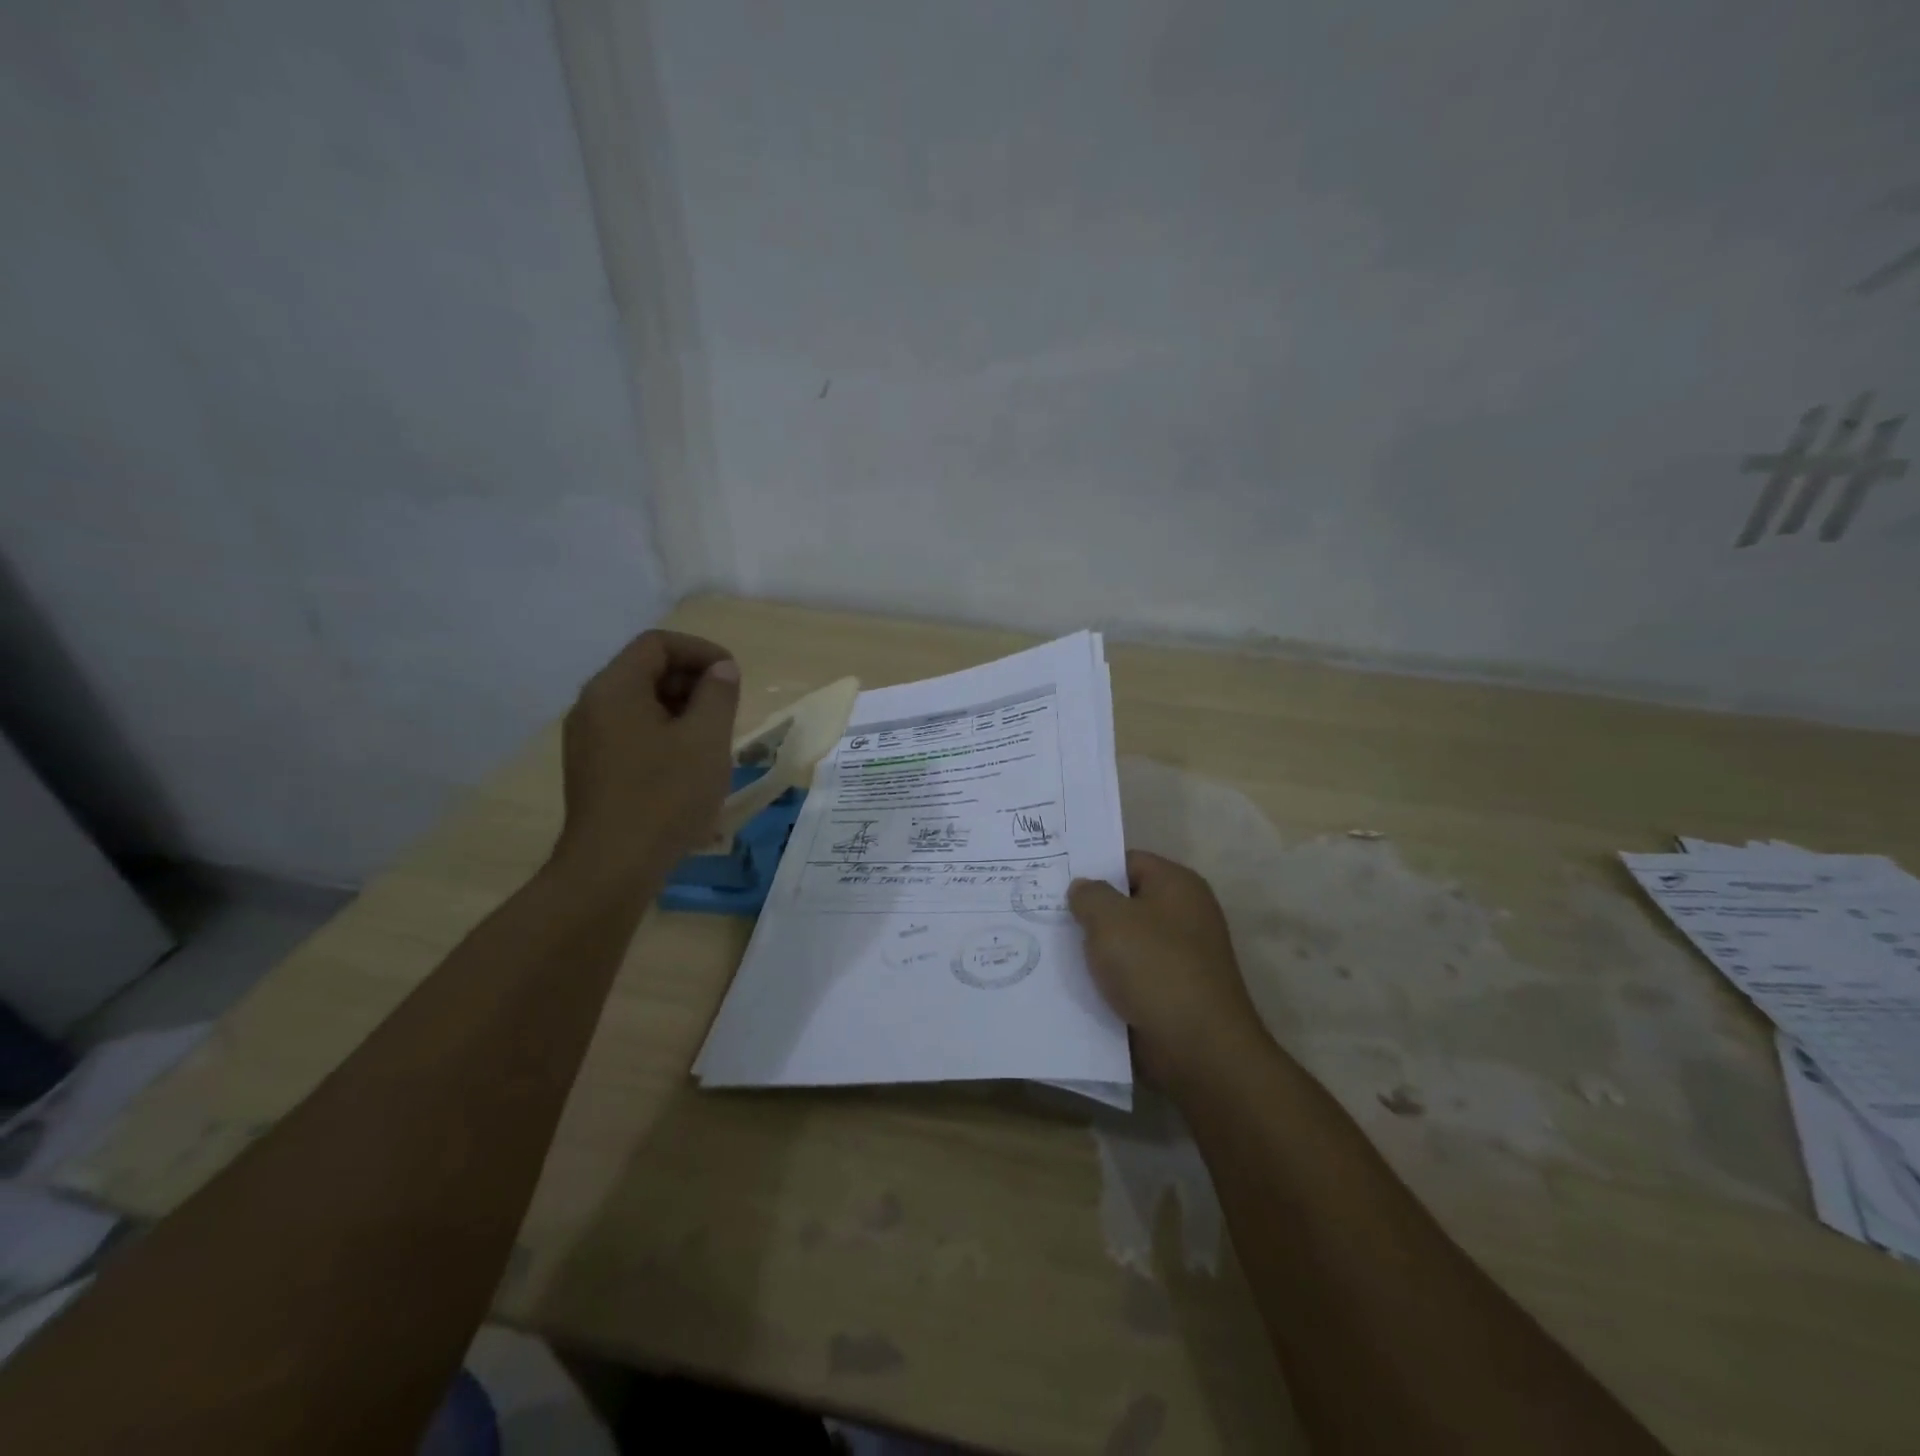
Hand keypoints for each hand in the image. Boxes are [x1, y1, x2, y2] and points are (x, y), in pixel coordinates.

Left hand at [549, 630, 740, 889]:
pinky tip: (689, 766)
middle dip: (693, 681)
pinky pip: (632, 732)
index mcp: (614, 688)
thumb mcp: (706, 740)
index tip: (733, 677)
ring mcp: (588, 739)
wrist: (612, 868)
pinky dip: (664, 734)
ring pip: (640, 704)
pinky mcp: (593, 768)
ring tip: (714, 740)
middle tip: (728, 710)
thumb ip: (718, 694)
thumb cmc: (664, 797)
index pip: (657, 644)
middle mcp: (592, 705)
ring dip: (682, 710)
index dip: (701, 651)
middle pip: (646, 670)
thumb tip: (721, 670)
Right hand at [1069, 851, 1266, 1088]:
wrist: (1198, 1048)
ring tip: (1052, 948)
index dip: (1093, 868)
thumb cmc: (1154, 968)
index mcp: (1177, 885)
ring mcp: (1181, 955)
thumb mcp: (1109, 919)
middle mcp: (1184, 914)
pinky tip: (1075, 984)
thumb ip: (1089, 894)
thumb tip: (1083, 889)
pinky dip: (1109, 979)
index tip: (1057, 881)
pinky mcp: (1173, 991)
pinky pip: (1132, 975)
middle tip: (1046, 913)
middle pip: (1126, 901)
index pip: (1128, 861)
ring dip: (1096, 949)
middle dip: (1090, 910)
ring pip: (1126, 941)